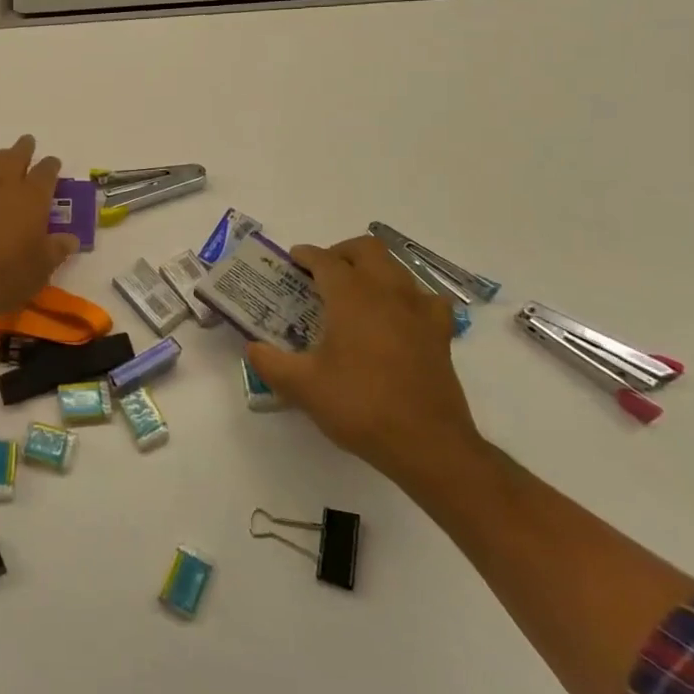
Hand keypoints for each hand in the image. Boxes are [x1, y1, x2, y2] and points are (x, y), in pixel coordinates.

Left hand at [0, 137, 77, 373]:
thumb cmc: (5, 275)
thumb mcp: (40, 268)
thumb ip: (56, 249)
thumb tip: (70, 238)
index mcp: (32, 197)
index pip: (46, 173)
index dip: (51, 166)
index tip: (53, 163)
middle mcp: (3, 184)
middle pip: (15, 157)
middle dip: (24, 149)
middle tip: (28, 142)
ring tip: (3, 158)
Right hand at [246, 236, 480, 481]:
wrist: (427, 444)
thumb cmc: (360, 406)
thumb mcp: (302, 387)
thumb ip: (270, 362)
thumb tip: (253, 348)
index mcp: (352, 296)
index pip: (325, 260)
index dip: (306, 255)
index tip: (292, 259)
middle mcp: (388, 292)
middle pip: (366, 249)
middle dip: (341, 252)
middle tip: (322, 272)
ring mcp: (419, 311)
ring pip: (397, 268)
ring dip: (373, 269)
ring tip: (355, 292)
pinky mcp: (440, 335)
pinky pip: (427, 299)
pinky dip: (409, 296)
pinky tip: (399, 315)